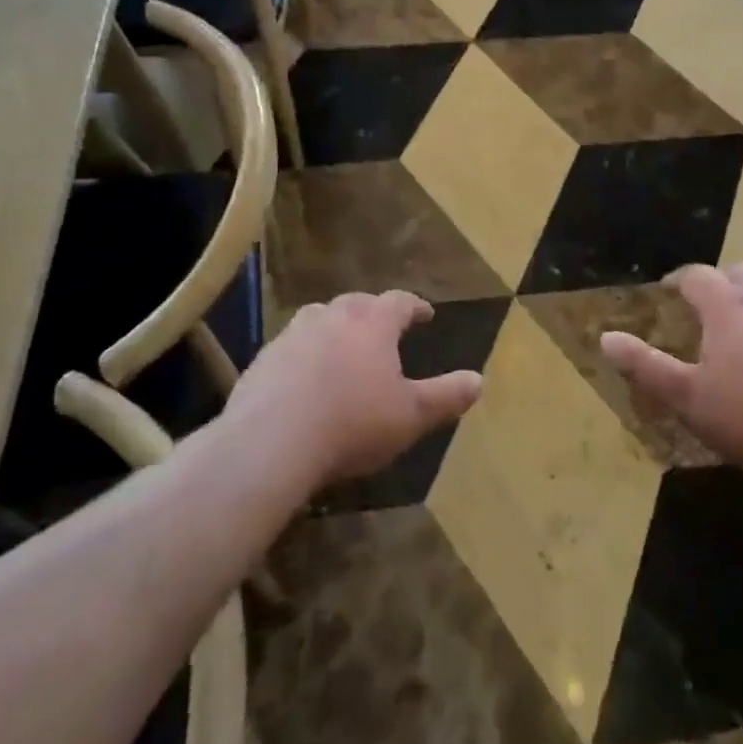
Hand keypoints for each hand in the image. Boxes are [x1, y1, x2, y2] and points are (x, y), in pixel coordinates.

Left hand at [227, 291, 481, 490]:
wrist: (271, 441)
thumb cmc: (353, 423)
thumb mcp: (411, 416)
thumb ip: (446, 396)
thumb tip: (479, 380)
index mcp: (372, 323)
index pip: (400, 301)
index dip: (415, 307)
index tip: (426, 314)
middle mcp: (333, 317)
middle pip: (357, 303)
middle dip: (373, 312)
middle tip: (383, 327)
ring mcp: (293, 335)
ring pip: (319, 318)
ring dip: (334, 326)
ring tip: (342, 344)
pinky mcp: (263, 359)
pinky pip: (290, 346)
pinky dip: (303, 353)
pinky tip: (304, 377)